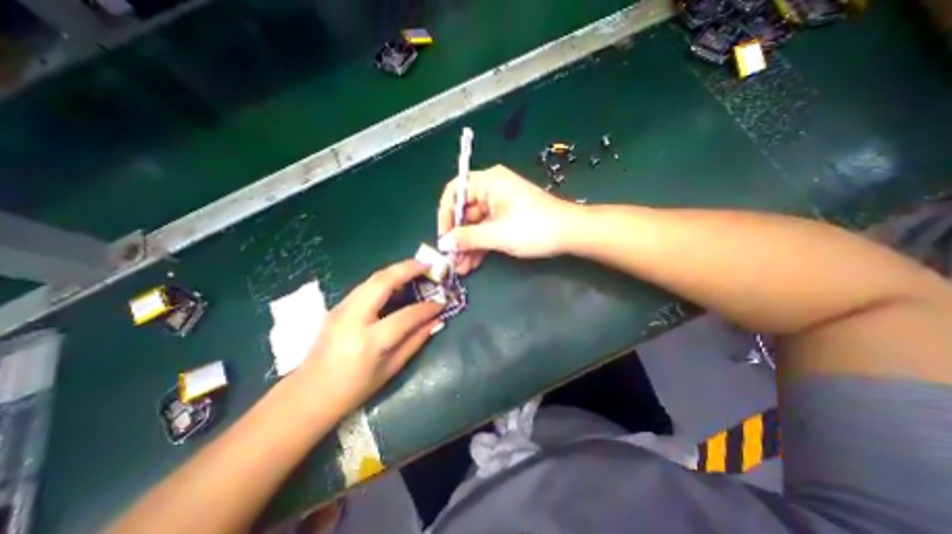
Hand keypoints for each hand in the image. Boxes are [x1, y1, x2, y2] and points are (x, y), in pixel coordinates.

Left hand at [296, 258, 442, 412]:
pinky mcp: (337, 306)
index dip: (427, 308)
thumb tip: (436, 320)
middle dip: (408, 268)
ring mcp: (341, 309)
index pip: (405, 316)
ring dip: (397, 270)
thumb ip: (416, 340)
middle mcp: (352, 318)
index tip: (442, 302)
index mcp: (369, 342)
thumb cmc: (354, 389)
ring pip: (373, 278)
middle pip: (382, 282)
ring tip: (416, 269)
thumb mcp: (391, 369)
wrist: (309, 394)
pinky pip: (366, 286)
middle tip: (428, 265)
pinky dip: (385, 279)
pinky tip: (397, 283)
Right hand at [434, 163, 579, 273]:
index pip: (455, 192)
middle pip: (464, 211)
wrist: (570, 233)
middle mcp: (492, 189)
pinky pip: (487, 230)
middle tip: (451, 259)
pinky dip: (480, 245)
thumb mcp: (497, 234)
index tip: (443, 238)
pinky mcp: (507, 218)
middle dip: (458, 237)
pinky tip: (472, 263)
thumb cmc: (534, 228)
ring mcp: (500, 205)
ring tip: (460, 268)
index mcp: (489, 182)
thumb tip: (445, 243)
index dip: (445, 215)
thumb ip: (467, 238)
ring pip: (475, 224)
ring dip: (467, 246)